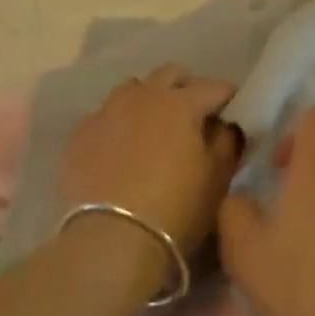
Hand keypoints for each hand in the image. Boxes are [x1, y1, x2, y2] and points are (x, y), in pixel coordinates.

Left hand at [57, 65, 239, 259]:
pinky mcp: (80, 134)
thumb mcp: (216, 179)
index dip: (228, 98)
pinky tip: (120, 149)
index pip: (214, 87)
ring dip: (148, 100)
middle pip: (170, 74)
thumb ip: (226, 142)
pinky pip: (104, 116)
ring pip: (133, 89)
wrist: (111, 241)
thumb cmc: (176, 209)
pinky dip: (118, 125)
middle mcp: (143, 95)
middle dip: (185, 87)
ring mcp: (107, 111)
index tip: (233, 112)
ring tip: (152, 128)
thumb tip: (225, 125)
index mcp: (181, 102)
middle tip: (193, 114)